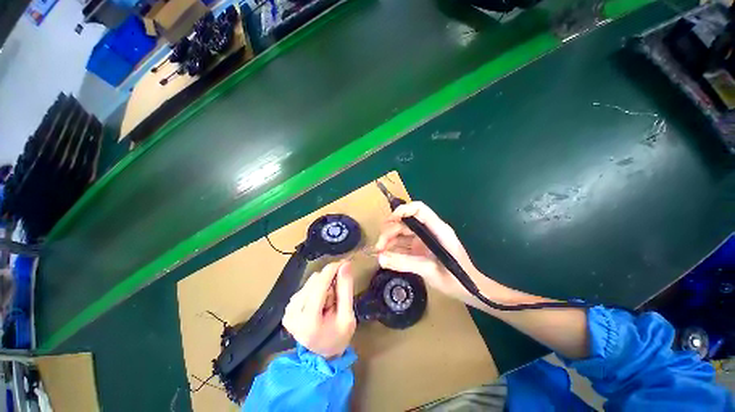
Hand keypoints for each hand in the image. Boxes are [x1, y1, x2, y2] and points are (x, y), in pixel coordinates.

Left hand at [282, 261, 356, 358]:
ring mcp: (288, 310)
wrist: (321, 355)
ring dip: (324, 286)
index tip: (344, 262)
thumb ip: (346, 289)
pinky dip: (317, 289)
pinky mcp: (288, 307)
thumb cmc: (337, 338)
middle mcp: (293, 313)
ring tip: (329, 302)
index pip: (319, 286)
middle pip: (315, 281)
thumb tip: (345, 265)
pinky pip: (306, 286)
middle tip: (338, 296)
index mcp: (308, 321)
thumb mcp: (348, 317)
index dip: (332, 270)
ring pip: (311, 281)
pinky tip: (321, 302)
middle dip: (330, 282)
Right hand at [375, 202, 503, 306]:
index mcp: (438, 230)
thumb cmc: (457, 280)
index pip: (419, 209)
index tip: (387, 223)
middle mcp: (430, 231)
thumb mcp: (430, 271)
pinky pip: (405, 244)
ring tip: (379, 252)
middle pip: (406, 222)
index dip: (402, 211)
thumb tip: (380, 258)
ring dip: (390, 239)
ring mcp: (425, 240)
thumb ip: (405, 263)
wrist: (472, 291)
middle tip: (379, 246)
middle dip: (390, 231)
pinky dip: (394, 248)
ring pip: (403, 232)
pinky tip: (386, 256)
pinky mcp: (422, 248)